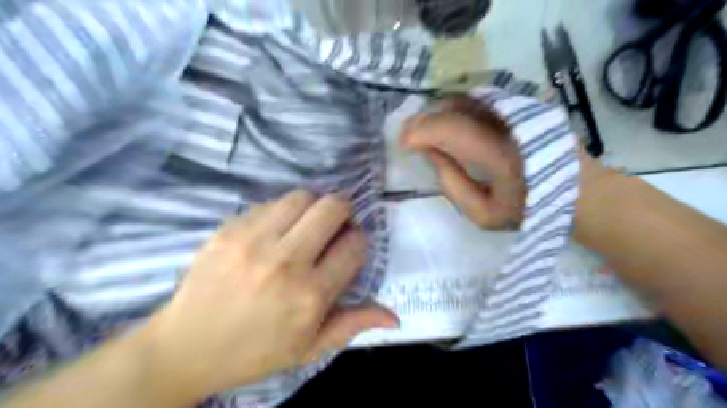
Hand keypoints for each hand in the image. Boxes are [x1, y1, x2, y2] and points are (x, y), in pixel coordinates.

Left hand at [135, 192, 397, 401]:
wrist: (185, 347)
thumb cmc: (255, 352)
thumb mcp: (310, 349)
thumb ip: (353, 325)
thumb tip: (394, 317)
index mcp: (311, 296)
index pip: (354, 245)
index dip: (359, 240)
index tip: (351, 245)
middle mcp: (286, 262)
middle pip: (332, 208)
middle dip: (343, 211)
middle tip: (335, 225)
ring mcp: (253, 241)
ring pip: (302, 197)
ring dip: (313, 206)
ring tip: (306, 224)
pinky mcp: (229, 229)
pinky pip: (270, 203)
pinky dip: (282, 212)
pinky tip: (275, 230)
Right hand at [403, 96, 522, 229]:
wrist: (575, 188)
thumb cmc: (526, 208)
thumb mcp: (483, 213)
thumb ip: (452, 185)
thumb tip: (432, 154)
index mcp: (499, 155)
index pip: (450, 129)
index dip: (421, 131)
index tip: (403, 144)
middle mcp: (507, 122)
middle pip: (454, 107)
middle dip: (424, 119)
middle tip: (408, 135)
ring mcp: (516, 108)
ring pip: (465, 97)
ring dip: (437, 110)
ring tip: (424, 128)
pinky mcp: (520, 104)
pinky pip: (477, 98)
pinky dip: (454, 106)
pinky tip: (445, 120)